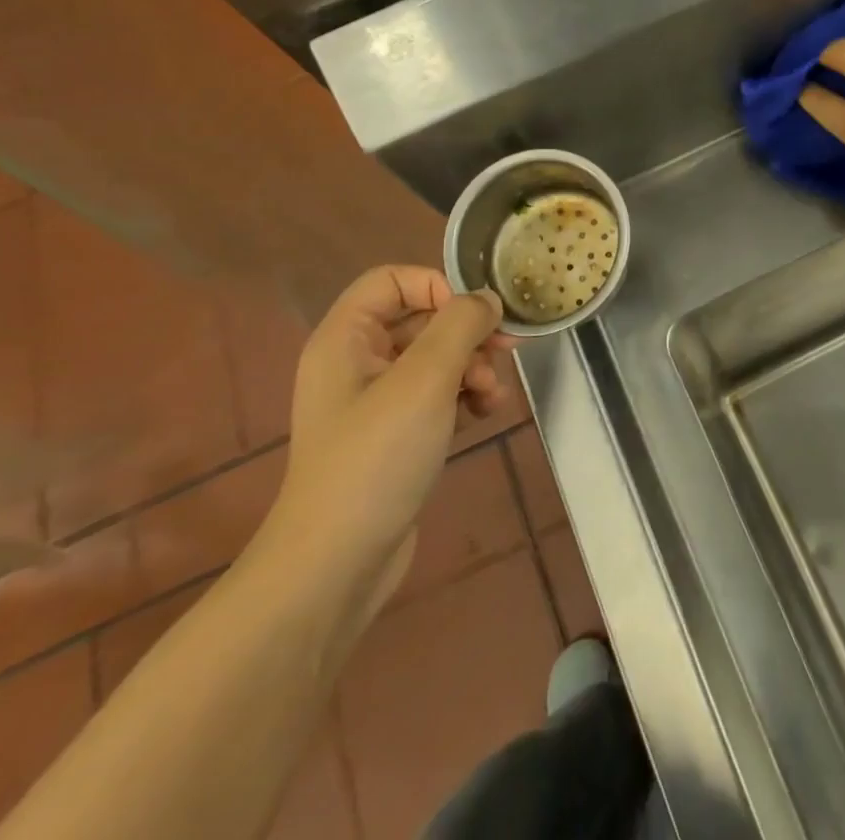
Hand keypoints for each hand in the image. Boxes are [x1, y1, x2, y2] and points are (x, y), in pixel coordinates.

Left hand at [258, 267, 514, 617]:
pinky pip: (435, 394)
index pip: (394, 280)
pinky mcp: (393, 434)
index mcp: (346, 337)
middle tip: (507, 349)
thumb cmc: (376, 457)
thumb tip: (487, 299)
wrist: (336, 564)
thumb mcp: (425, 379)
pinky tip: (485, 412)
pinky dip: (463, 395)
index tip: (475, 315)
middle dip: (467, 332)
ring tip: (493, 394)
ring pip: (434, 357)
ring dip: (472, 365)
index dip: (438, 286)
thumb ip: (461, 325)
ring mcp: (374, 400)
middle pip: (420, 318)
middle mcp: (356, 361)